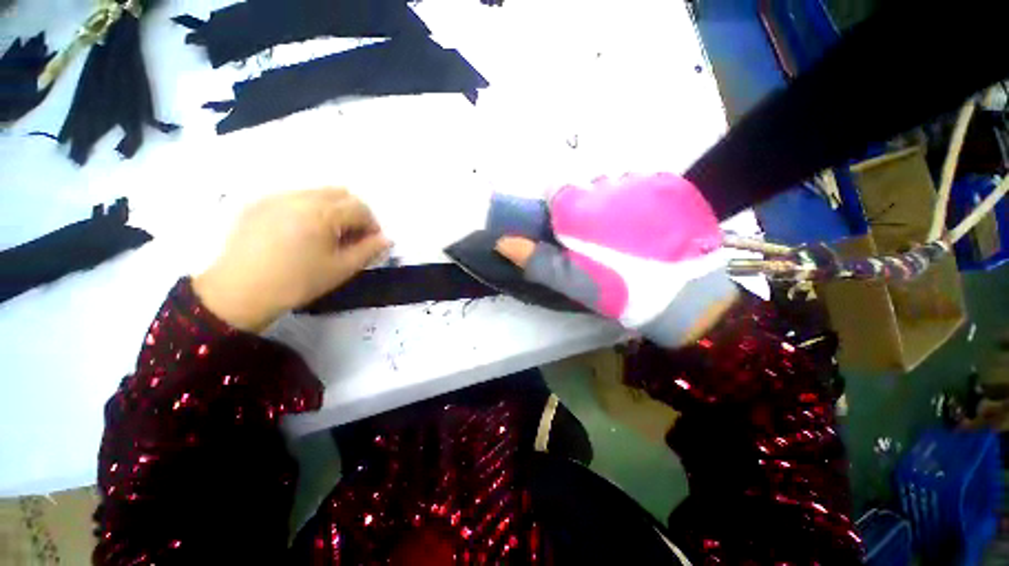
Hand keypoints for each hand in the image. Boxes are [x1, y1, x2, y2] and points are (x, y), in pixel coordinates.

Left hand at [194, 188, 390, 331]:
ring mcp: (276, 197)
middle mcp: (300, 197)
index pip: (360, 208)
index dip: (372, 224)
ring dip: (332, 209)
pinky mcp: (259, 203)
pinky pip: (294, 197)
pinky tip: (301, 232)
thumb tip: (386, 239)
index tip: (371, 242)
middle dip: (354, 213)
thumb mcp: (341, 269)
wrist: (239, 292)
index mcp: (322, 213)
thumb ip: (368, 251)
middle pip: (340, 194)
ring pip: (317, 193)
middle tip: (351, 237)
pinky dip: (309, 209)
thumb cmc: (297, 282)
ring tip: (326, 235)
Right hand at [493, 173, 737, 346]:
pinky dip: (642, 198)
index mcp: (580, 208)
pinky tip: (650, 224)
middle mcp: (609, 184)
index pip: (556, 187)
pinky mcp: (673, 185)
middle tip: (599, 236)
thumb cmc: (618, 290)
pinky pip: (645, 183)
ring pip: (616, 182)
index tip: (567, 226)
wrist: (684, 299)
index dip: (558, 205)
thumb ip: (535, 259)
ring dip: (615, 200)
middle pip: (587, 185)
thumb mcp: (571, 281)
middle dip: (587, 205)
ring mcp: (645, 181)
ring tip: (627, 231)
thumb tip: (502, 241)